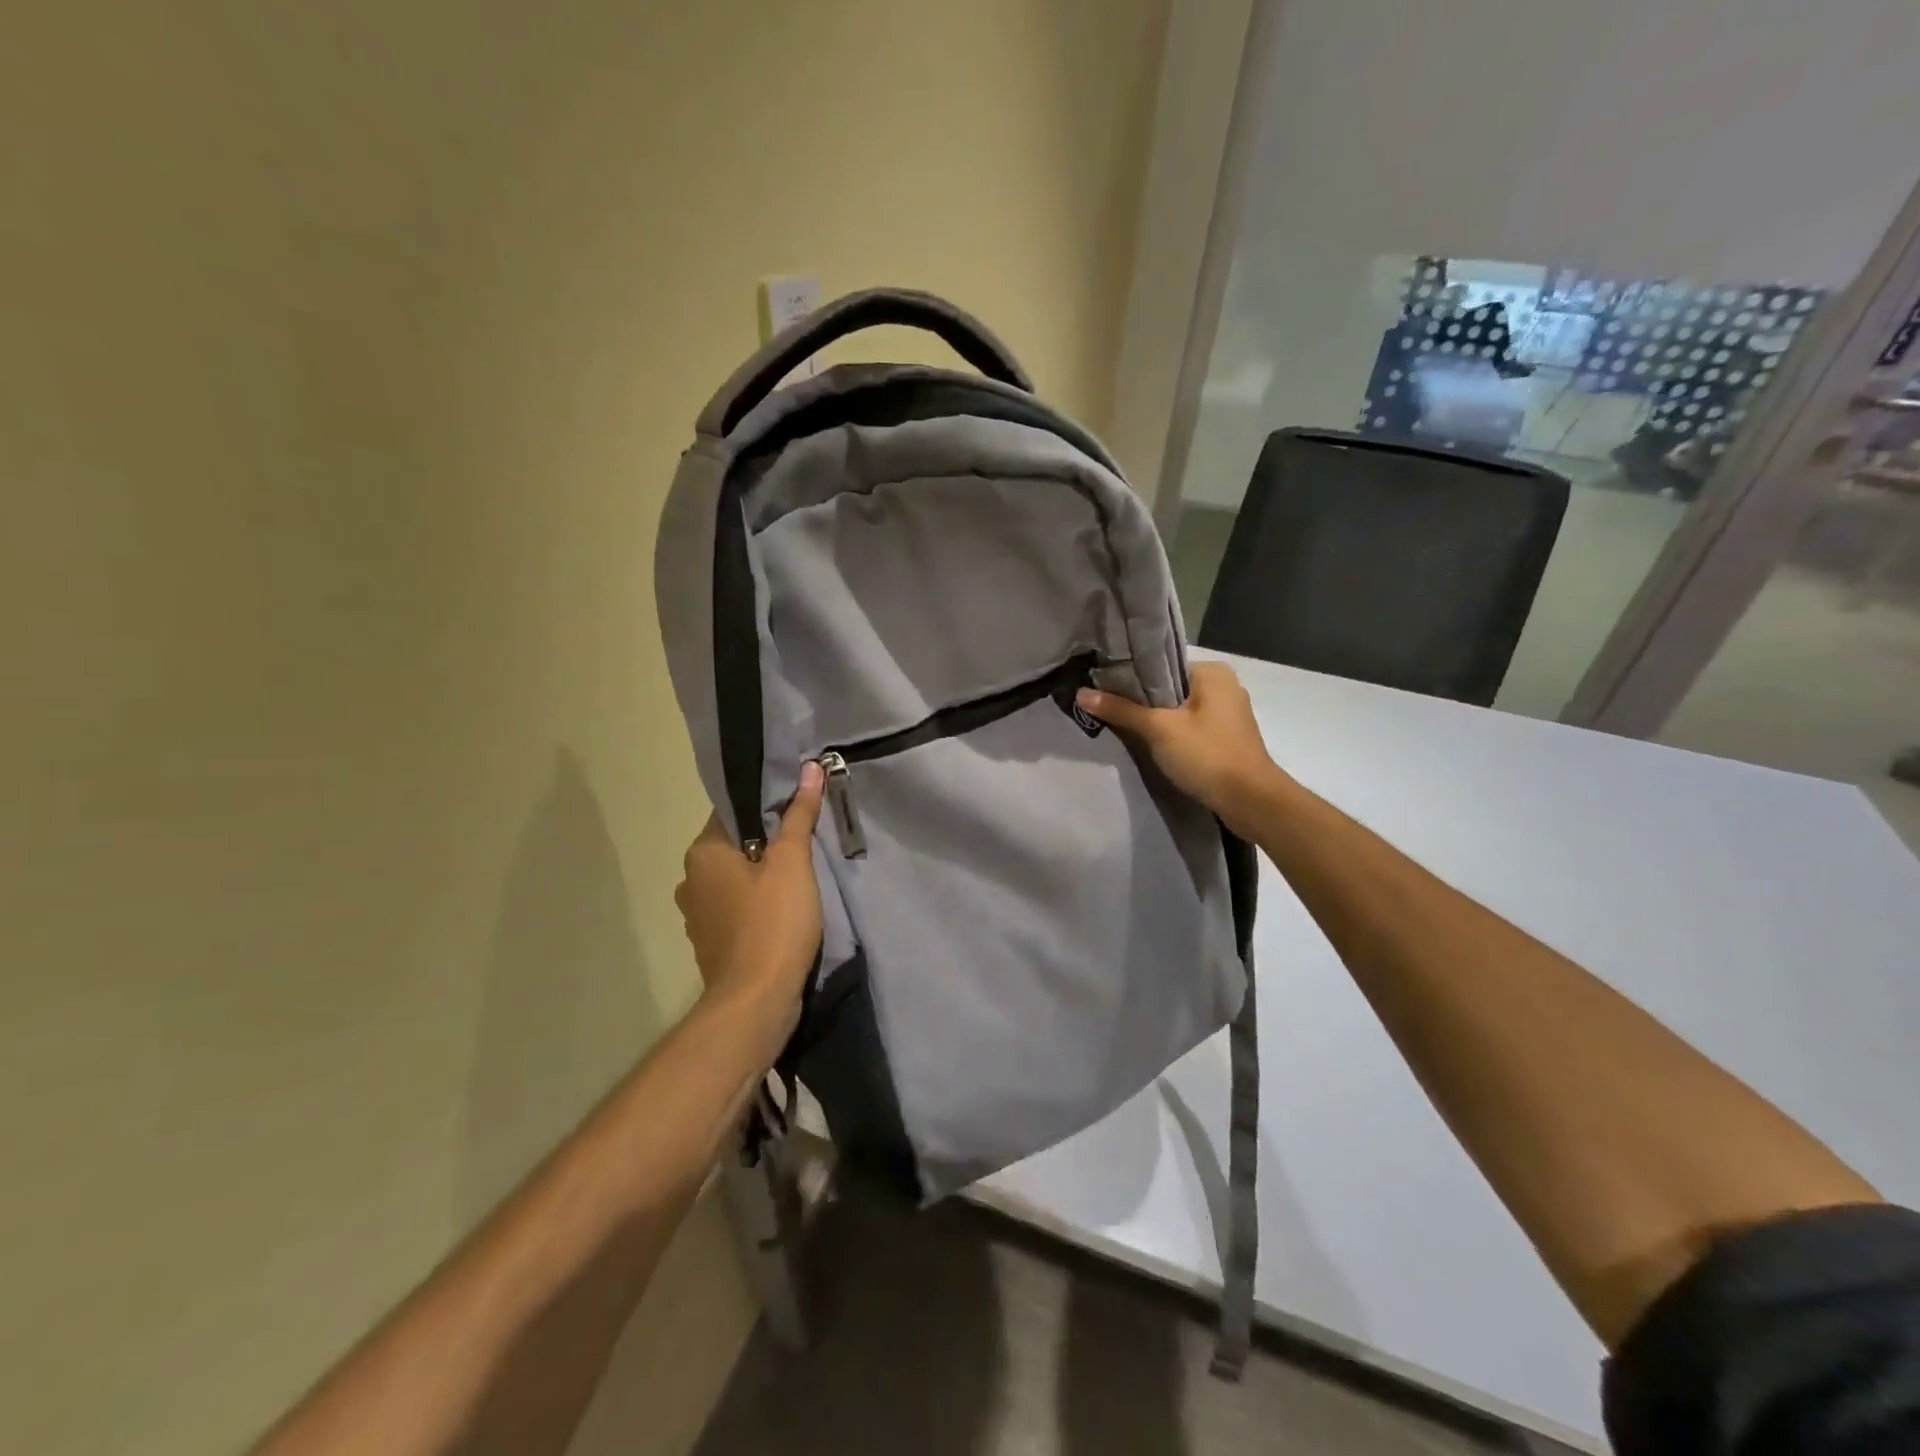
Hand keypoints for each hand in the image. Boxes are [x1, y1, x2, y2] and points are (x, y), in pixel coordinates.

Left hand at [675, 762, 824, 1030]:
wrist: (755, 1002)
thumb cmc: (773, 923)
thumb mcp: (793, 862)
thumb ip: (799, 814)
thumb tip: (809, 769)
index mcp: (703, 851)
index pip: (733, 809)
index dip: (767, 803)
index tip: (799, 803)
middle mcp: (691, 878)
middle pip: (735, 844)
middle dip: (767, 840)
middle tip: (807, 837)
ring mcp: (696, 914)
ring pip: (735, 878)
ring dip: (762, 874)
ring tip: (801, 873)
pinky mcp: (710, 942)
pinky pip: (735, 907)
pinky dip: (756, 903)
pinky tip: (784, 908)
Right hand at [1076, 663, 1284, 836]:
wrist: (1251, 801)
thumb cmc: (1207, 755)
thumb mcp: (1158, 729)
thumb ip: (1121, 709)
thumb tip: (1080, 693)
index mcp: (1213, 672)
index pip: (1162, 665)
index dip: (1131, 676)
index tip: (1103, 687)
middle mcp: (1225, 686)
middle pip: (1170, 688)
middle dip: (1142, 700)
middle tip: (1107, 707)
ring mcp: (1229, 714)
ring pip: (1180, 709)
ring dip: (1156, 719)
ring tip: (1122, 725)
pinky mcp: (1228, 739)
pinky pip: (1192, 727)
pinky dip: (1172, 734)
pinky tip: (1151, 744)